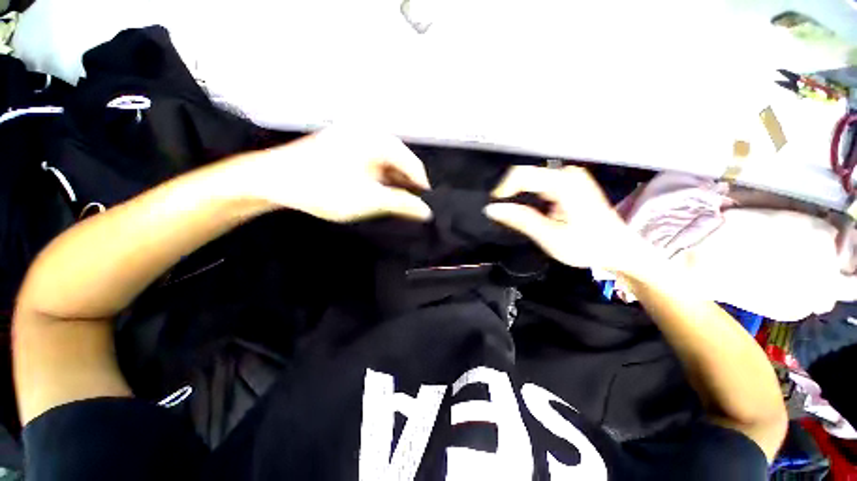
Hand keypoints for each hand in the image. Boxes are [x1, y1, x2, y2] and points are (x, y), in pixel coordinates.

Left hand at [237, 126, 432, 222]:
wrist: (274, 180)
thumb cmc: (324, 188)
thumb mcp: (370, 200)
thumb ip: (402, 205)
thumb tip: (425, 211)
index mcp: (378, 140)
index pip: (412, 163)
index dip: (421, 186)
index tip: (423, 206)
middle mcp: (368, 134)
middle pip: (399, 163)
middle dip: (405, 186)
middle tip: (408, 207)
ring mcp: (354, 140)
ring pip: (385, 165)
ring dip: (391, 184)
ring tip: (392, 203)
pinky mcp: (343, 148)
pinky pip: (371, 165)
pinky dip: (377, 180)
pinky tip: (375, 194)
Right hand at [485, 165, 651, 272]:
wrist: (619, 250)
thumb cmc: (588, 246)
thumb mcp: (550, 236)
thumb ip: (520, 219)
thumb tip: (491, 209)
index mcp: (564, 183)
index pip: (521, 174)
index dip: (502, 190)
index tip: (495, 208)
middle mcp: (567, 173)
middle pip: (526, 175)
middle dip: (511, 194)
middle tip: (506, 216)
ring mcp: (570, 177)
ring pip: (532, 180)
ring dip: (520, 197)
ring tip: (519, 217)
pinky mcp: (571, 183)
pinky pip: (540, 184)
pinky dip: (530, 197)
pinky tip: (534, 213)